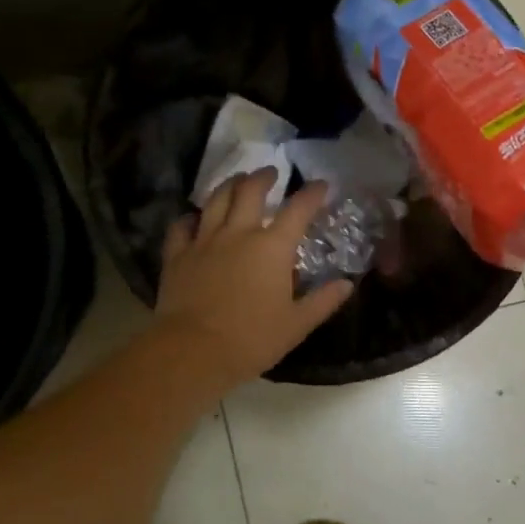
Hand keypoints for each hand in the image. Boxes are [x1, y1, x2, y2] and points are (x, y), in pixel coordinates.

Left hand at [154, 170, 355, 390]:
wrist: (193, 350)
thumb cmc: (252, 339)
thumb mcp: (296, 325)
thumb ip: (323, 301)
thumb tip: (346, 284)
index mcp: (273, 247)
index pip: (298, 209)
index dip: (312, 193)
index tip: (321, 184)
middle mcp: (239, 233)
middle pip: (251, 191)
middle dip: (263, 177)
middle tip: (270, 172)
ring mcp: (204, 241)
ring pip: (216, 200)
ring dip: (229, 185)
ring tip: (237, 181)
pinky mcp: (177, 254)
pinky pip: (182, 226)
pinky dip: (190, 218)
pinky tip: (194, 218)